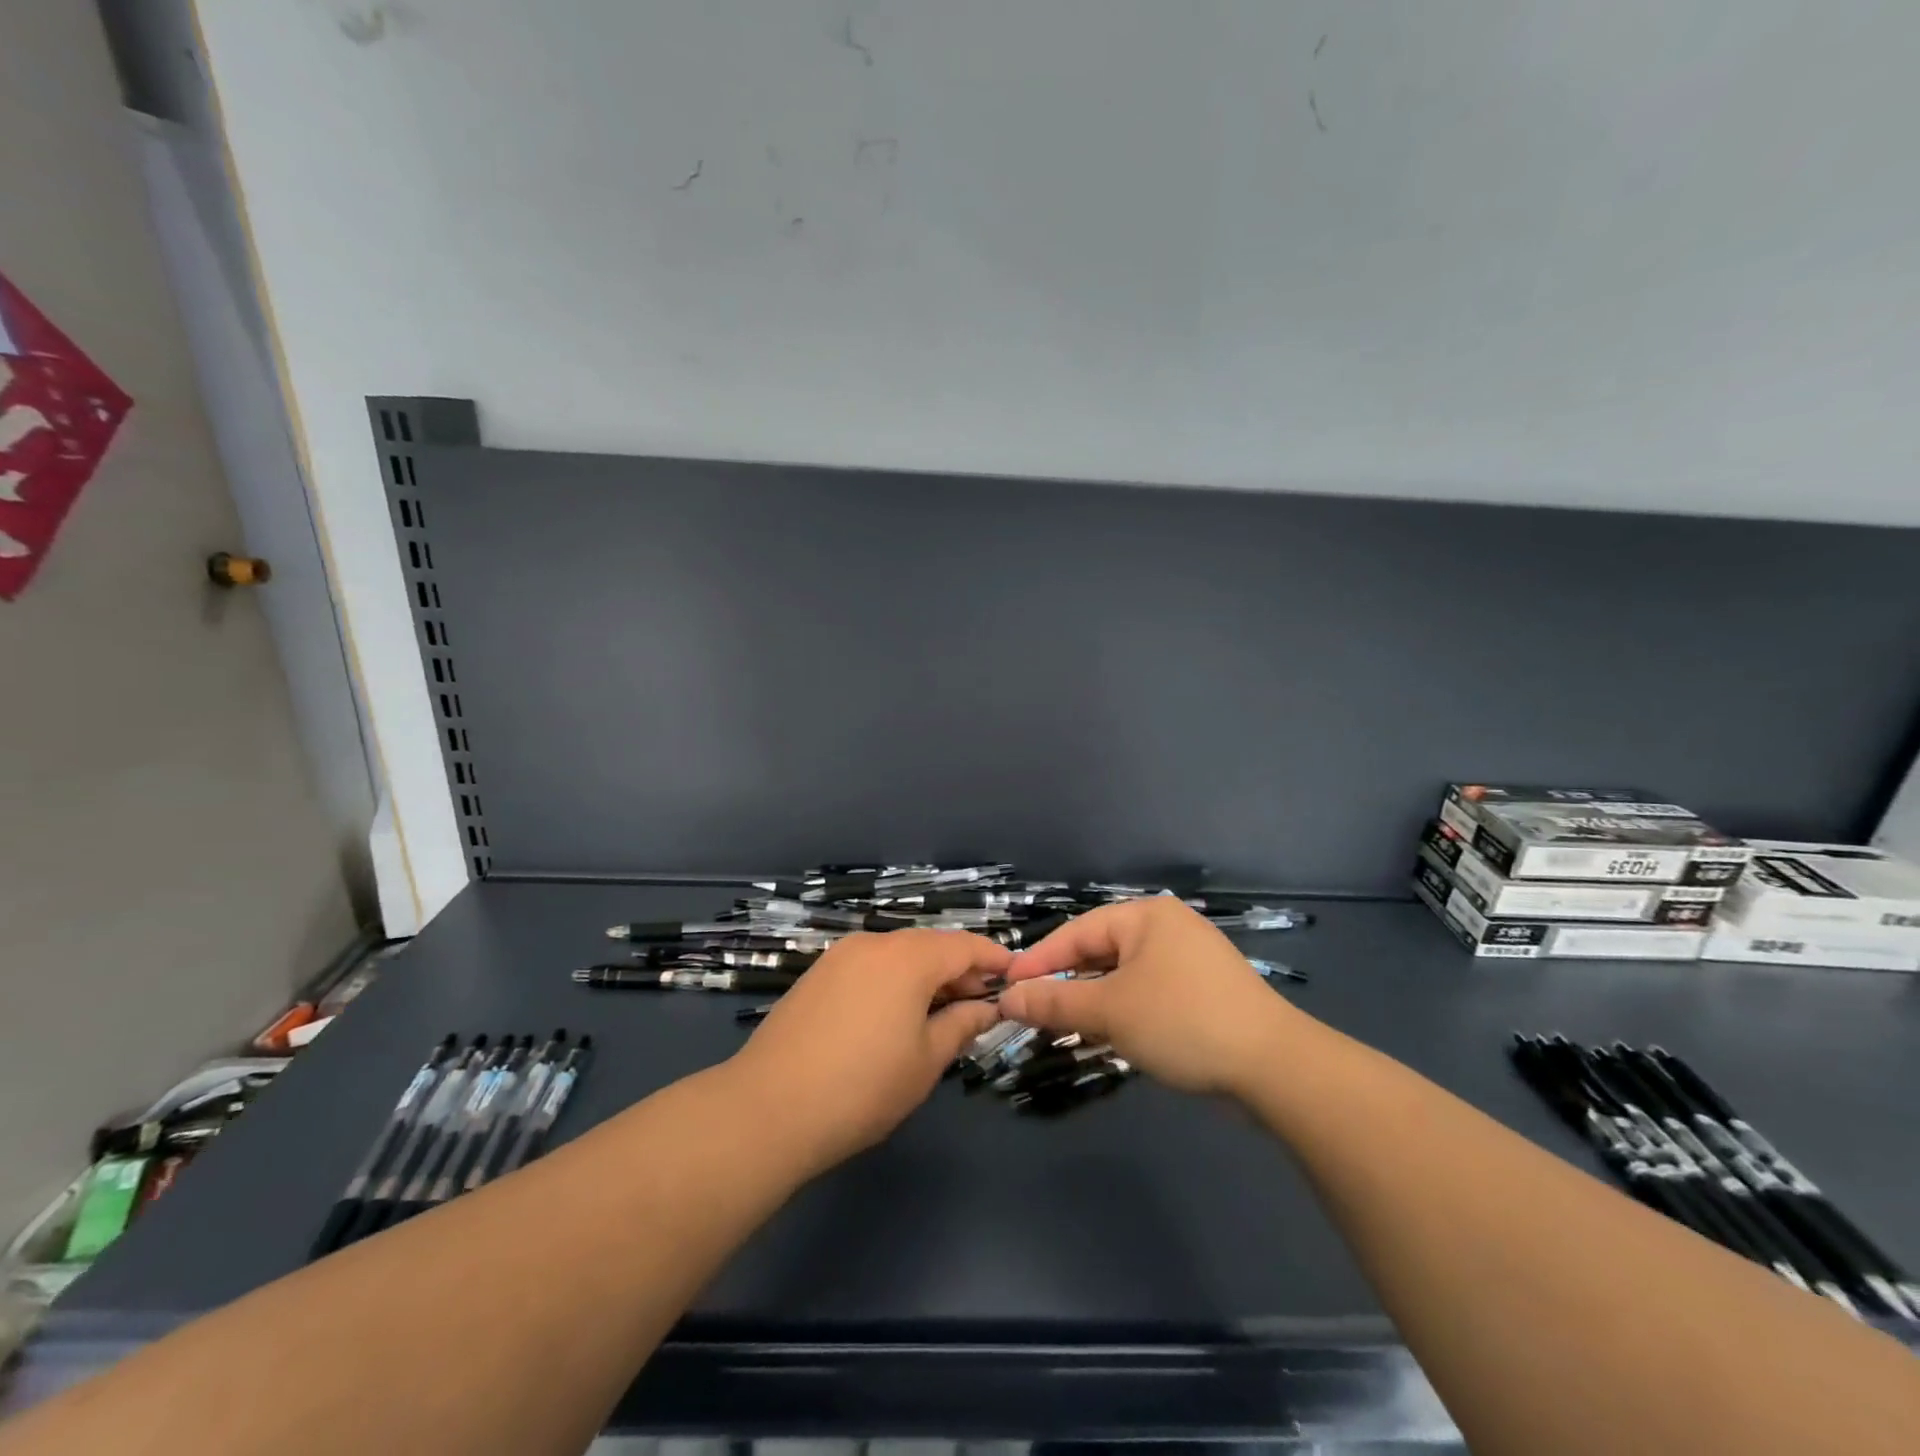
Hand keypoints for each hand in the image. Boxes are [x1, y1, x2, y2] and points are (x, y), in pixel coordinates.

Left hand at [726, 930, 1010, 1172]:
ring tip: (940, 1014)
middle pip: (930, 946)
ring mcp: (840, 956)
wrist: (768, 1108)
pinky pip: (870, 966)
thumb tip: (986, 1007)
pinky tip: (896, 1015)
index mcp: (908, 957)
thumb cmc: (863, 1087)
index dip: (994, 959)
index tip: (1015, 978)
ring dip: (926, 976)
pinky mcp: (817, 975)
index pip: (965, 945)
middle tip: (981, 1005)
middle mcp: (874, 943)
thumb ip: (962, 1025)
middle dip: (960, 970)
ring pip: (898, 955)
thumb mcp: (926, 1060)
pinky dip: (894, 981)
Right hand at [997, 899, 1302, 1097]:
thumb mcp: (1110, 1011)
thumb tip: (1008, 998)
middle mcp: (1166, 928)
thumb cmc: (1182, 1021)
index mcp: (1145, 916)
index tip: (1006, 987)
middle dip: (1066, 983)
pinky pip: (1147, 993)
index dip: (1038, 960)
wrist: (1275, 1067)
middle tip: (1032, 1012)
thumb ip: (1055, 1001)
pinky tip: (1107, 1036)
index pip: (1077, 931)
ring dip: (1092, 1001)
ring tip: (1063, 1027)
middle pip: (1100, 951)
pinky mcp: (1202, 992)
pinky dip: (1123, 1011)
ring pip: (1122, 976)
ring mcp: (1188, 960)